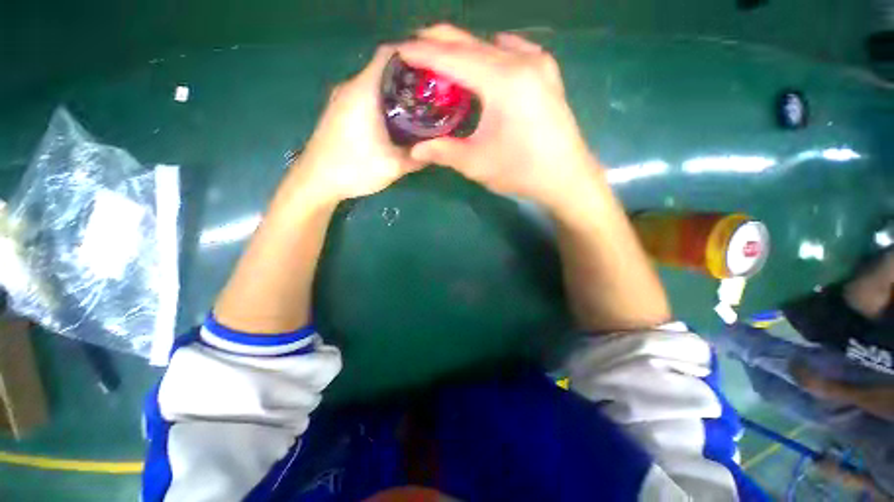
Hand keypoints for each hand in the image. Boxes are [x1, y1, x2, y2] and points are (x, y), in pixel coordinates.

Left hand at [295, 45, 422, 201]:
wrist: (316, 181)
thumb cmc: (354, 169)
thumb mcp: (394, 166)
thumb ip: (418, 156)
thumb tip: (437, 148)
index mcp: (364, 91)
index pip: (390, 54)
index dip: (414, 58)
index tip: (433, 74)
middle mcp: (350, 87)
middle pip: (384, 69)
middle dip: (409, 80)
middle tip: (431, 97)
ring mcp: (341, 98)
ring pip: (374, 84)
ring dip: (396, 93)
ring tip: (417, 110)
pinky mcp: (338, 111)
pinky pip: (366, 97)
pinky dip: (382, 103)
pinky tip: (394, 122)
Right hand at [397, 25, 597, 210]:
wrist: (566, 176)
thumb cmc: (521, 171)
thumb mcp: (477, 163)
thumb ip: (443, 151)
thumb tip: (414, 152)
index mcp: (502, 81)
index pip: (453, 58)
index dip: (423, 53)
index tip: (399, 50)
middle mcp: (521, 61)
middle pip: (471, 43)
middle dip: (440, 44)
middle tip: (414, 49)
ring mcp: (538, 63)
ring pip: (491, 45)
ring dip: (464, 50)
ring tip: (443, 61)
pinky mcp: (546, 72)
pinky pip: (512, 51)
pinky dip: (490, 53)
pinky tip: (484, 66)